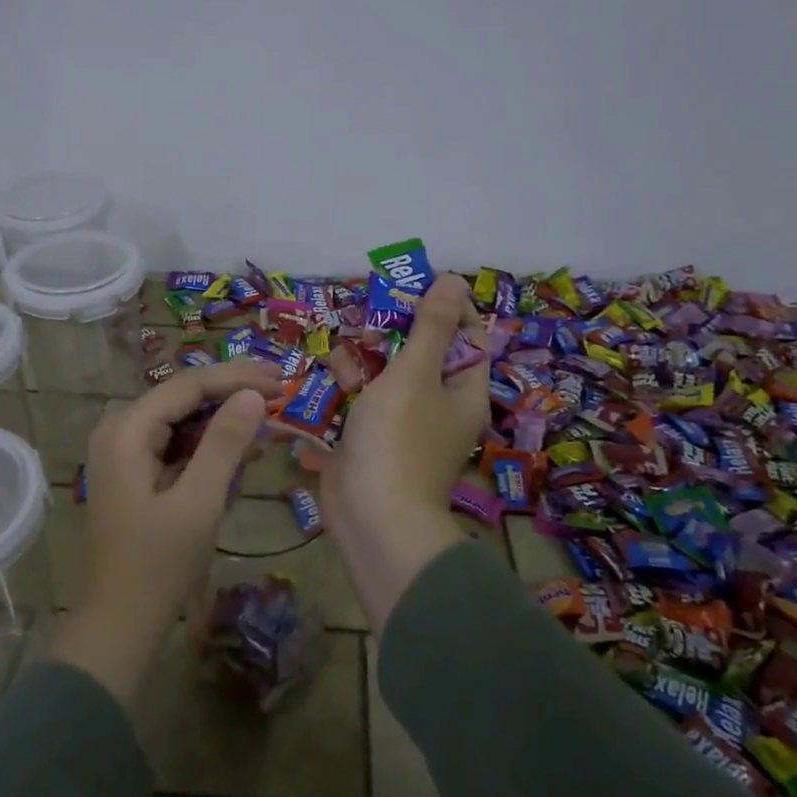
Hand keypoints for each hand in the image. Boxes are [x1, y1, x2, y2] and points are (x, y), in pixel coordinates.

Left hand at [49, 359, 284, 706]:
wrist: (120, 622)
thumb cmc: (159, 564)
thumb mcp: (199, 501)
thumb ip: (225, 444)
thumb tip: (253, 395)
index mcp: (126, 431)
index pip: (188, 385)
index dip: (236, 378)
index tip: (281, 380)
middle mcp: (118, 430)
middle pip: (182, 395)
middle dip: (232, 390)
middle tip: (280, 388)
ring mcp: (122, 451)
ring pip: (180, 416)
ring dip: (223, 414)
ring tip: (268, 410)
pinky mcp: (132, 470)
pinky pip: (174, 441)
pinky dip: (207, 441)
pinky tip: (241, 444)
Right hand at [322, 272, 490, 623]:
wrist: (371, 517)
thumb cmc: (399, 439)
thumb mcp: (415, 374)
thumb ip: (431, 326)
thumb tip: (455, 279)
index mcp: (463, 389)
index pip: (467, 335)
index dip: (444, 307)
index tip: (410, 287)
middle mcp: (439, 404)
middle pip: (420, 351)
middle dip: (391, 332)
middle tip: (365, 317)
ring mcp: (403, 422)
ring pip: (386, 373)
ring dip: (363, 359)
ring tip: (342, 357)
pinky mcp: (371, 436)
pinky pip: (363, 398)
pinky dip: (348, 386)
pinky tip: (330, 378)